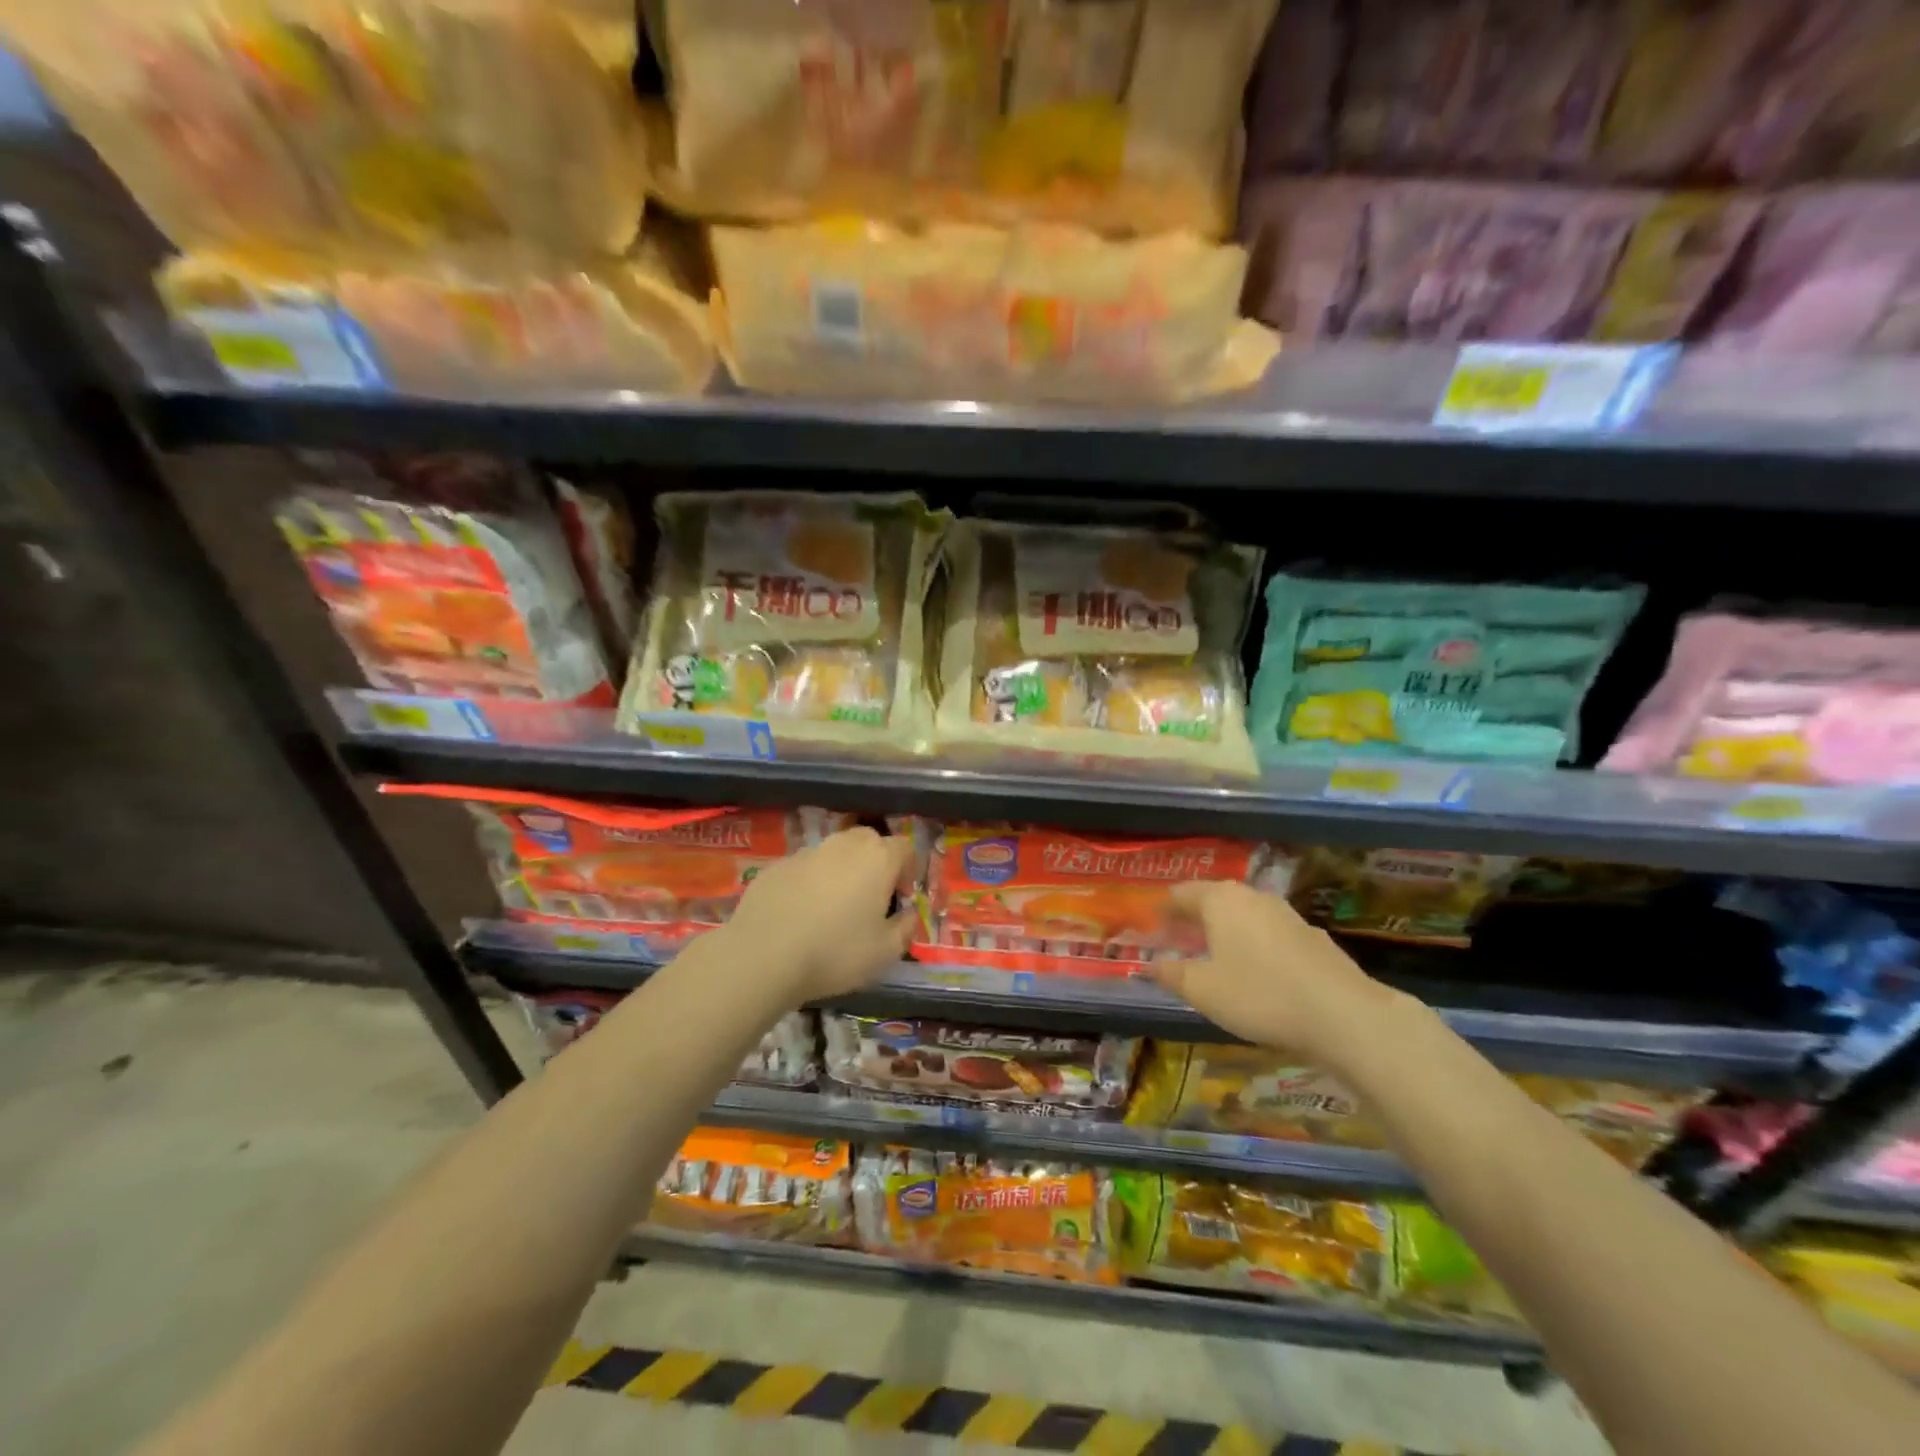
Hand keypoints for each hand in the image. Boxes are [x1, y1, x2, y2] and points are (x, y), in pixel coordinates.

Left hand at [721, 826, 917, 1001]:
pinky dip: (808, 884)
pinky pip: (803, 869)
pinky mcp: (775, 867)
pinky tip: (799, 915)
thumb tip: (909, 915)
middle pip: (868, 841)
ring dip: (840, 871)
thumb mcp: (885, 952)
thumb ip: (905, 928)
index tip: (901, 897)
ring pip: (833, 852)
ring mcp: (806, 853)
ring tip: (833, 908)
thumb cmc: (835, 952)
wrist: (763, 955)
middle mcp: (843, 845)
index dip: (908, 869)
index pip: (904, 847)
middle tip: (870, 898)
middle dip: (875, 863)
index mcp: (877, 859)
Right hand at [1150, 880, 1404, 1066]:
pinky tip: (1257, 970)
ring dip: (1226, 930)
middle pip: (1213, 900)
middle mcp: (1252, 897)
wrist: (1343, 1014)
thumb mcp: (1203, 990)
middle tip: (1178, 938)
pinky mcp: (1312, 936)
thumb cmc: (1259, 994)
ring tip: (1215, 954)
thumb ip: (1171, 974)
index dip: (1163, 910)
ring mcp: (1286, 914)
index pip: (1181, 894)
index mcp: (1219, 900)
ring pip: (1244, 915)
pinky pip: (1270, 933)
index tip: (1151, 925)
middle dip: (1194, 917)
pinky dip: (1254, 944)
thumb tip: (1147, 965)